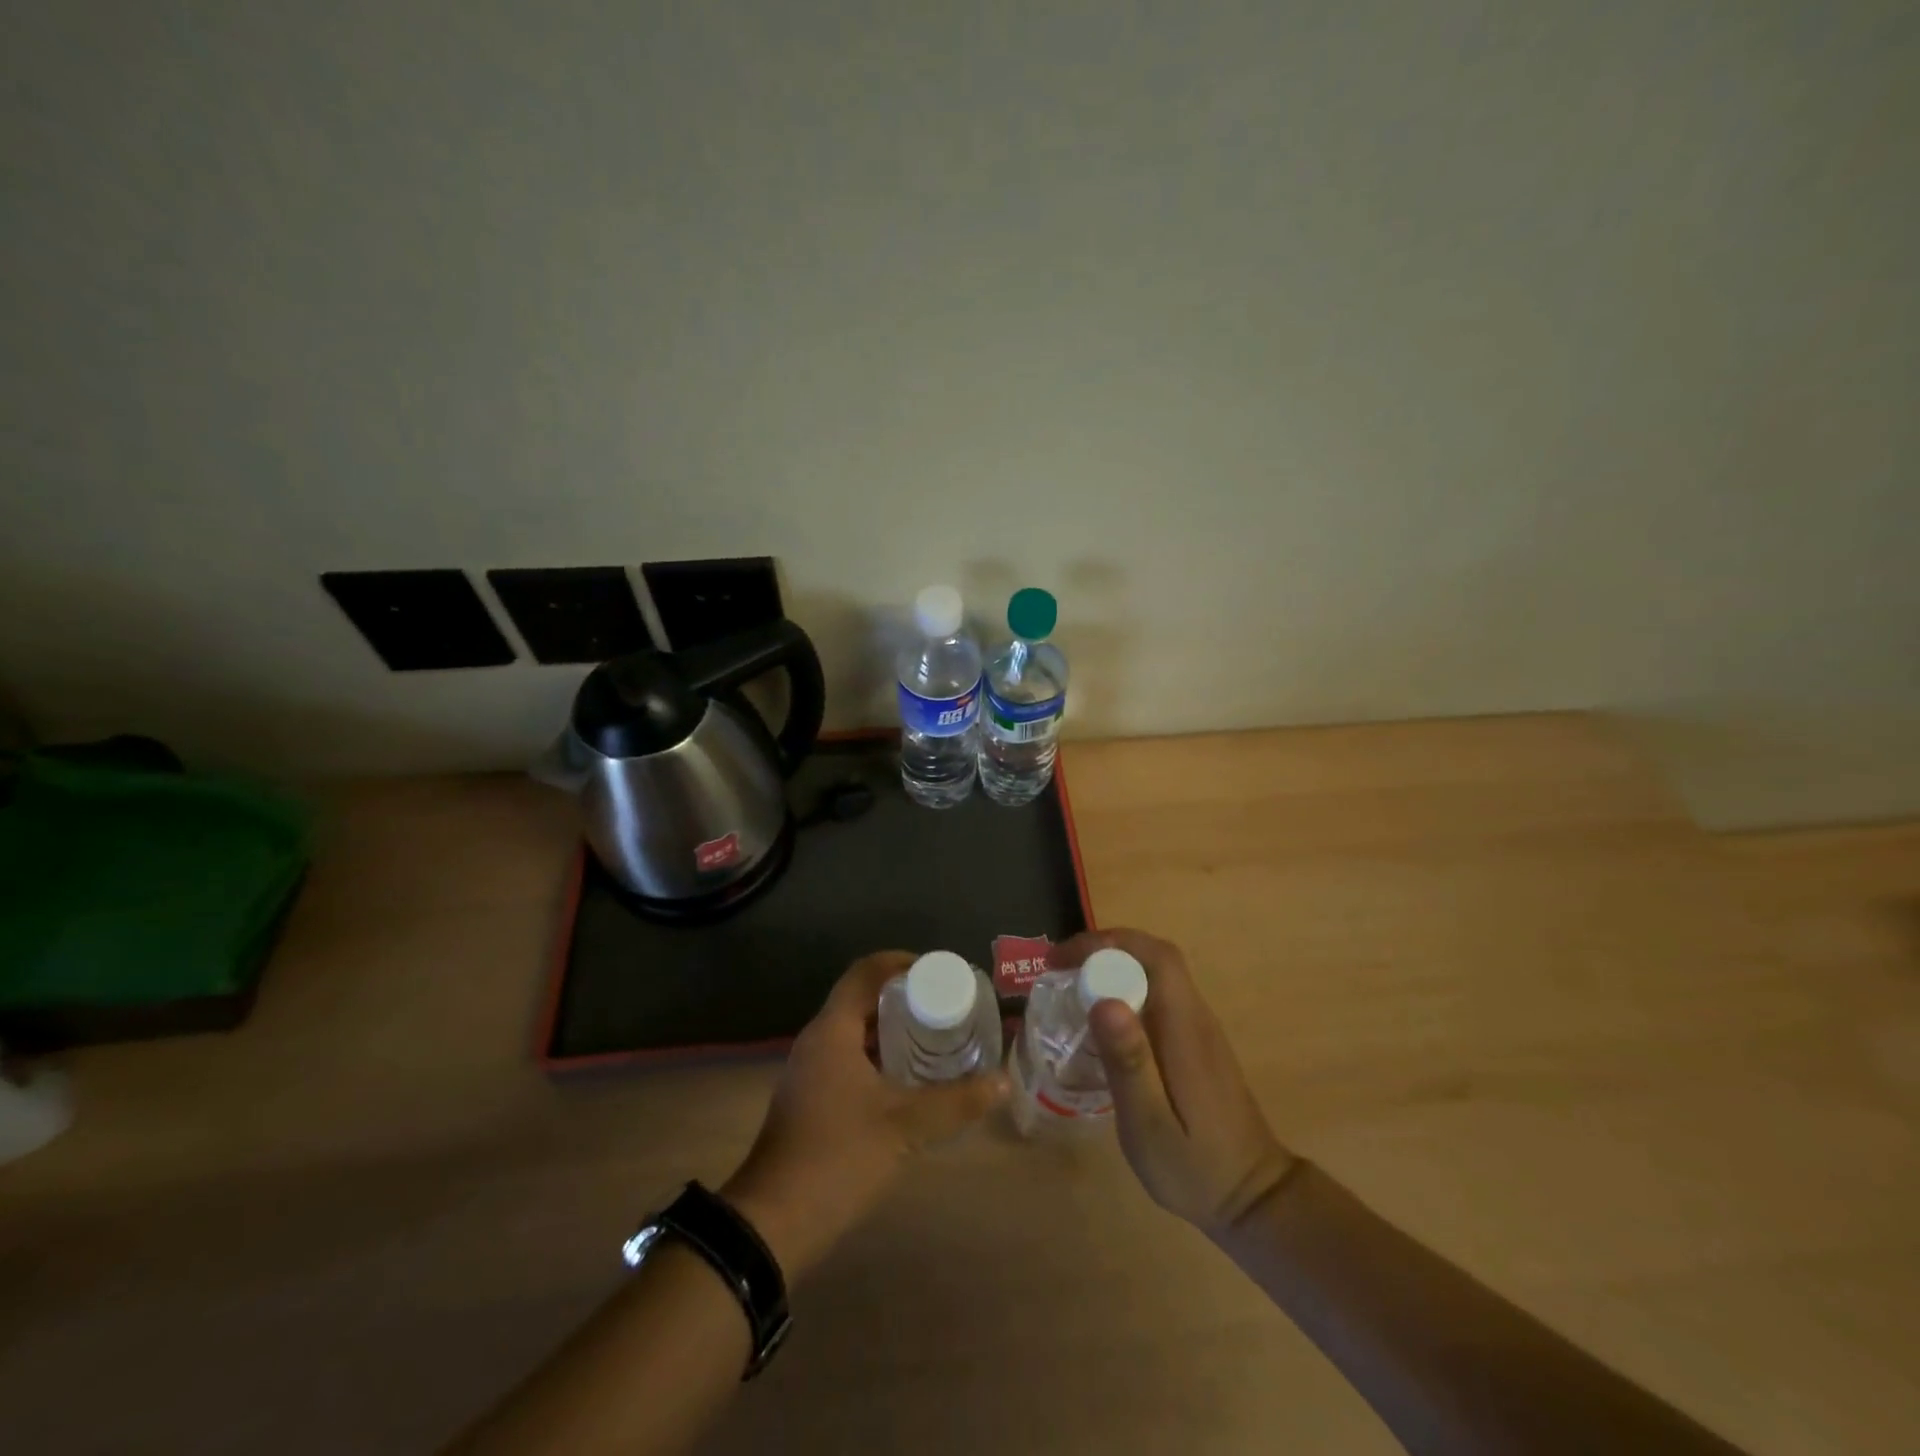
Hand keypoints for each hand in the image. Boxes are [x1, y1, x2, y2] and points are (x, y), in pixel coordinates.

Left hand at [722, 951, 1007, 1276]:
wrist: (774, 1223)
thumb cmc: (839, 1157)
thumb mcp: (906, 1126)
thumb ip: (957, 1102)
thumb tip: (1003, 1082)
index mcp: (833, 1030)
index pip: (866, 971)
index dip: (902, 963)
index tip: (939, 972)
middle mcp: (817, 1041)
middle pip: (862, 999)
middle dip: (904, 999)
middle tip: (946, 1007)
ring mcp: (809, 1072)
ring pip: (855, 1032)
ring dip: (892, 1031)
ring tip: (935, 1039)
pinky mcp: (809, 1100)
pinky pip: (848, 1059)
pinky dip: (879, 1058)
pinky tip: (907, 1081)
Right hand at [1053, 929, 1295, 1234]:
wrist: (1254, 1198)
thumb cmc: (1195, 1167)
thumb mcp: (1150, 1124)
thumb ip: (1129, 1062)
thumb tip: (1104, 1001)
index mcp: (1185, 1028)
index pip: (1154, 956)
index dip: (1106, 944)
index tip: (1062, 960)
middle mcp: (1195, 1017)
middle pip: (1154, 957)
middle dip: (1104, 950)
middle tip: (1059, 971)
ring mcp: (1198, 1029)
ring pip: (1156, 974)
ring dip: (1113, 967)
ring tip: (1071, 989)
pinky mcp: (1195, 1043)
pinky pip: (1158, 996)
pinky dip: (1125, 991)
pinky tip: (1102, 1023)